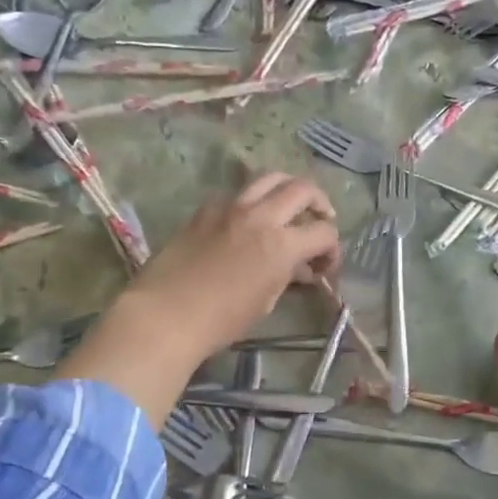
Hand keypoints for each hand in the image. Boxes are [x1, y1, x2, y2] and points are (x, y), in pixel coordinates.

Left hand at [54, 174, 338, 425]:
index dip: (332, 249)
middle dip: (320, 203)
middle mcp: (261, 216)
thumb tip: (299, 267)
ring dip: (287, 188)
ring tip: (288, 205)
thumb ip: (286, 275)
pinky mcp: (205, 209)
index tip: (325, 265)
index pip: (324, 232)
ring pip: (269, 177)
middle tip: (320, 220)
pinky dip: (251, 201)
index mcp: (282, 244)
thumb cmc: (221, 320)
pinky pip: (236, 194)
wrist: (165, 315)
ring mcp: (230, 207)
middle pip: (303, 189)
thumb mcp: (265, 302)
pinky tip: (246, 221)